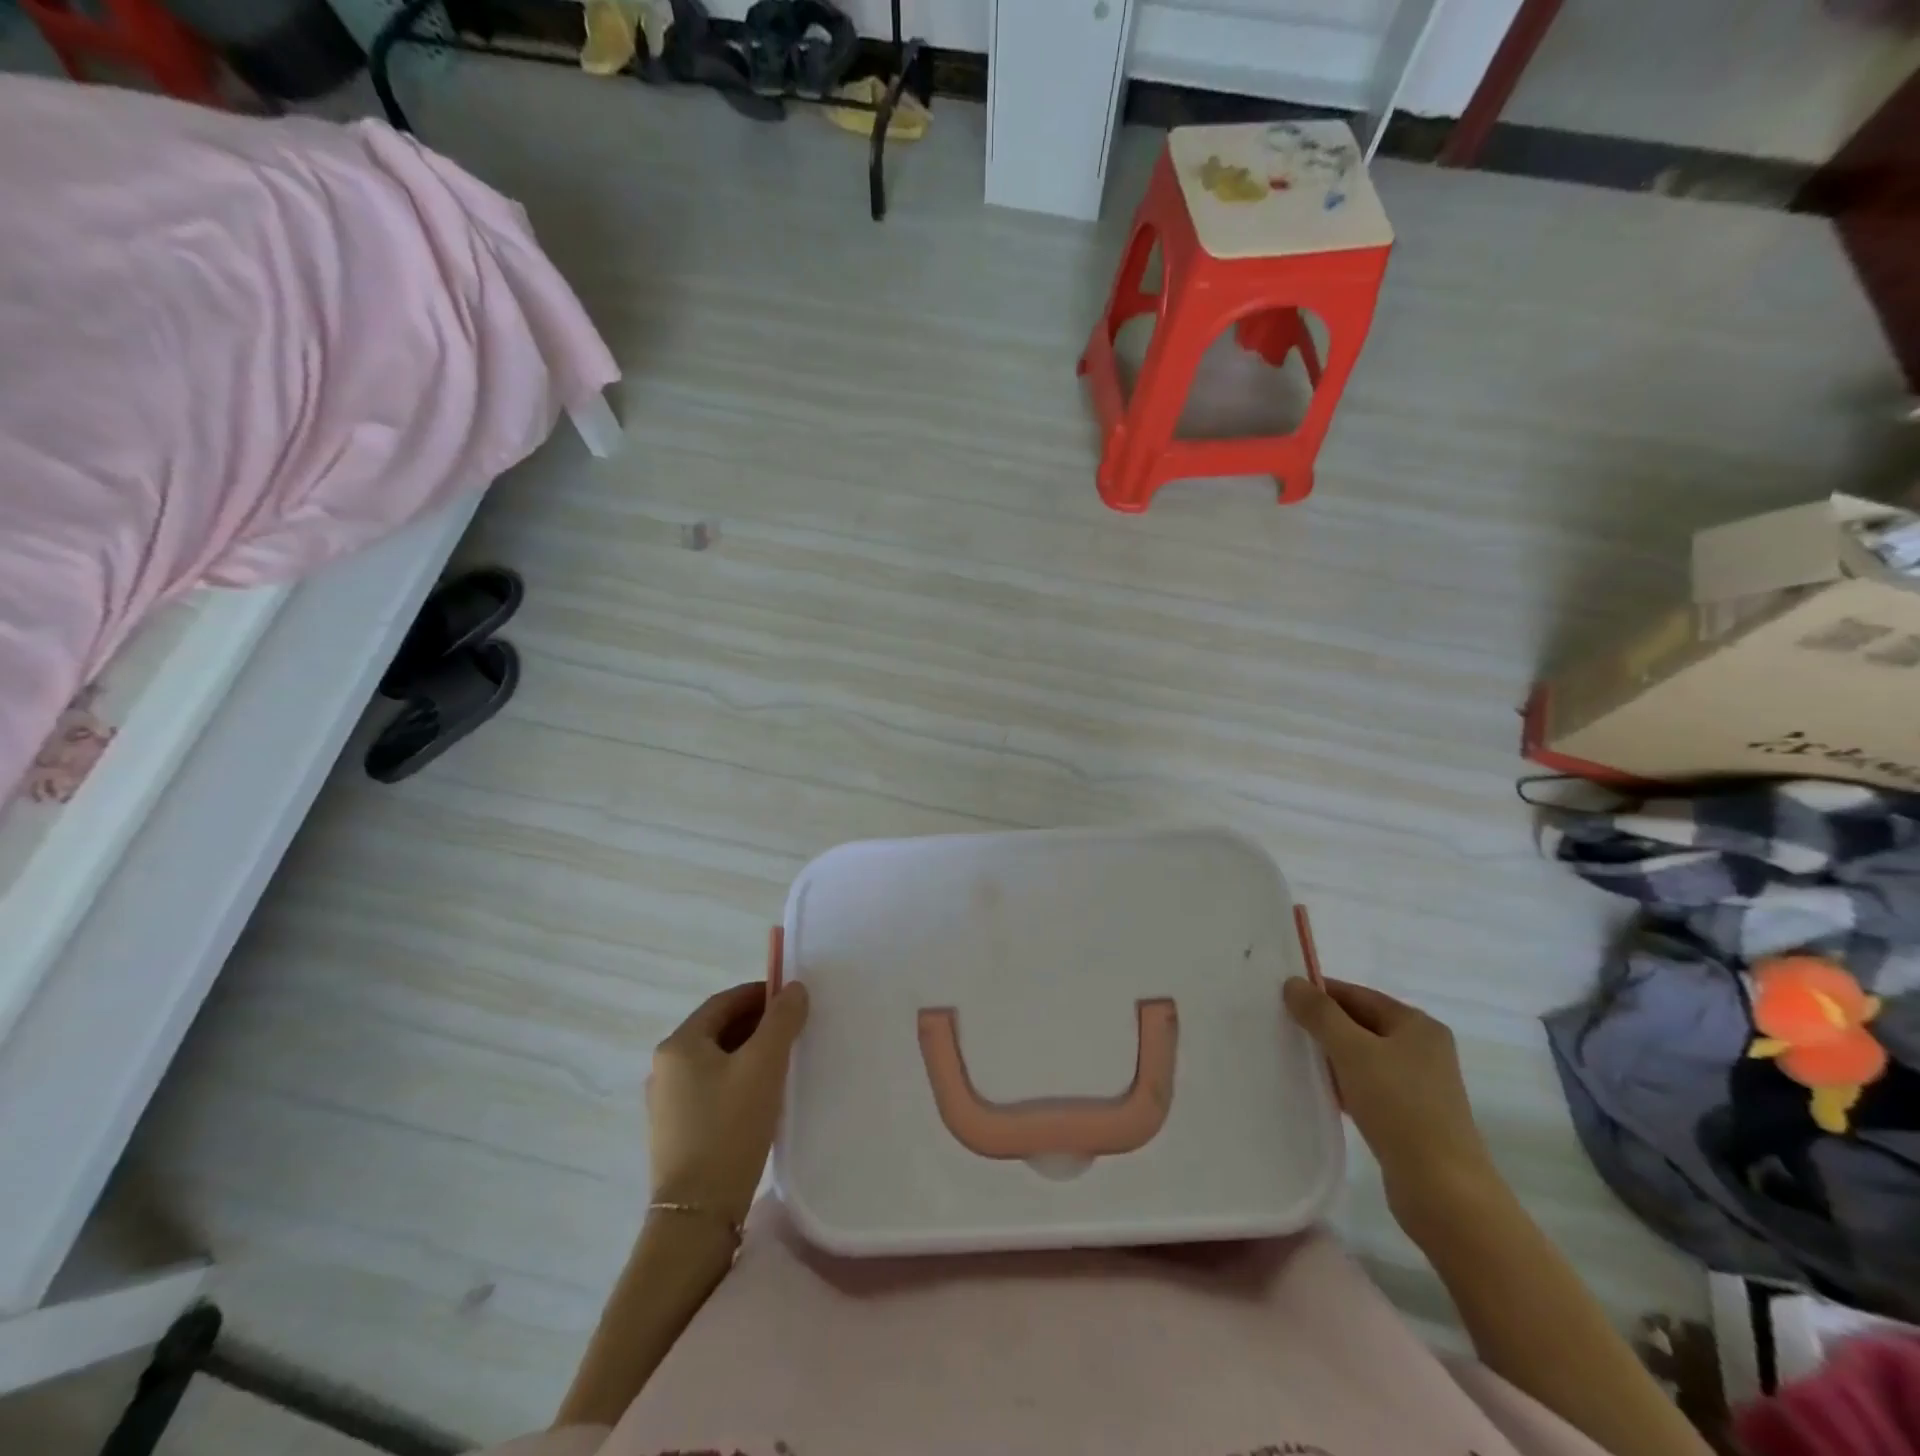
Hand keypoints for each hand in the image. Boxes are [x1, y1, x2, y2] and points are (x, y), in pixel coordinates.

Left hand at [647, 978, 809, 1228]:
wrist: (697, 1214)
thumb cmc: (730, 1128)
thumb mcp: (764, 1065)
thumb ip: (781, 1020)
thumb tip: (794, 988)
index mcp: (679, 1044)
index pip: (724, 1002)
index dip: (760, 993)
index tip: (793, 999)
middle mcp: (665, 1067)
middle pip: (718, 1029)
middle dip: (757, 1023)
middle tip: (794, 1029)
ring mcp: (666, 1101)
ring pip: (716, 1059)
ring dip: (749, 1052)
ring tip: (784, 1061)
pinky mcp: (676, 1130)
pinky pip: (711, 1087)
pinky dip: (737, 1079)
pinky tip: (762, 1096)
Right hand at [1283, 977, 1498, 1228]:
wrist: (1443, 1191)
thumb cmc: (1399, 1107)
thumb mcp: (1352, 1051)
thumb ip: (1320, 1013)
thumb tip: (1293, 982)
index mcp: (1417, 1025)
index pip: (1357, 994)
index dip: (1319, 992)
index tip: (1280, 997)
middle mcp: (1422, 1049)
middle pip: (1360, 1023)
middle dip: (1322, 1024)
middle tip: (1279, 1024)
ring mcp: (1419, 1085)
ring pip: (1362, 1056)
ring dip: (1330, 1055)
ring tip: (1292, 1056)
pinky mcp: (1411, 1115)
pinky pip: (1367, 1085)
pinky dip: (1343, 1082)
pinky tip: (1318, 1090)